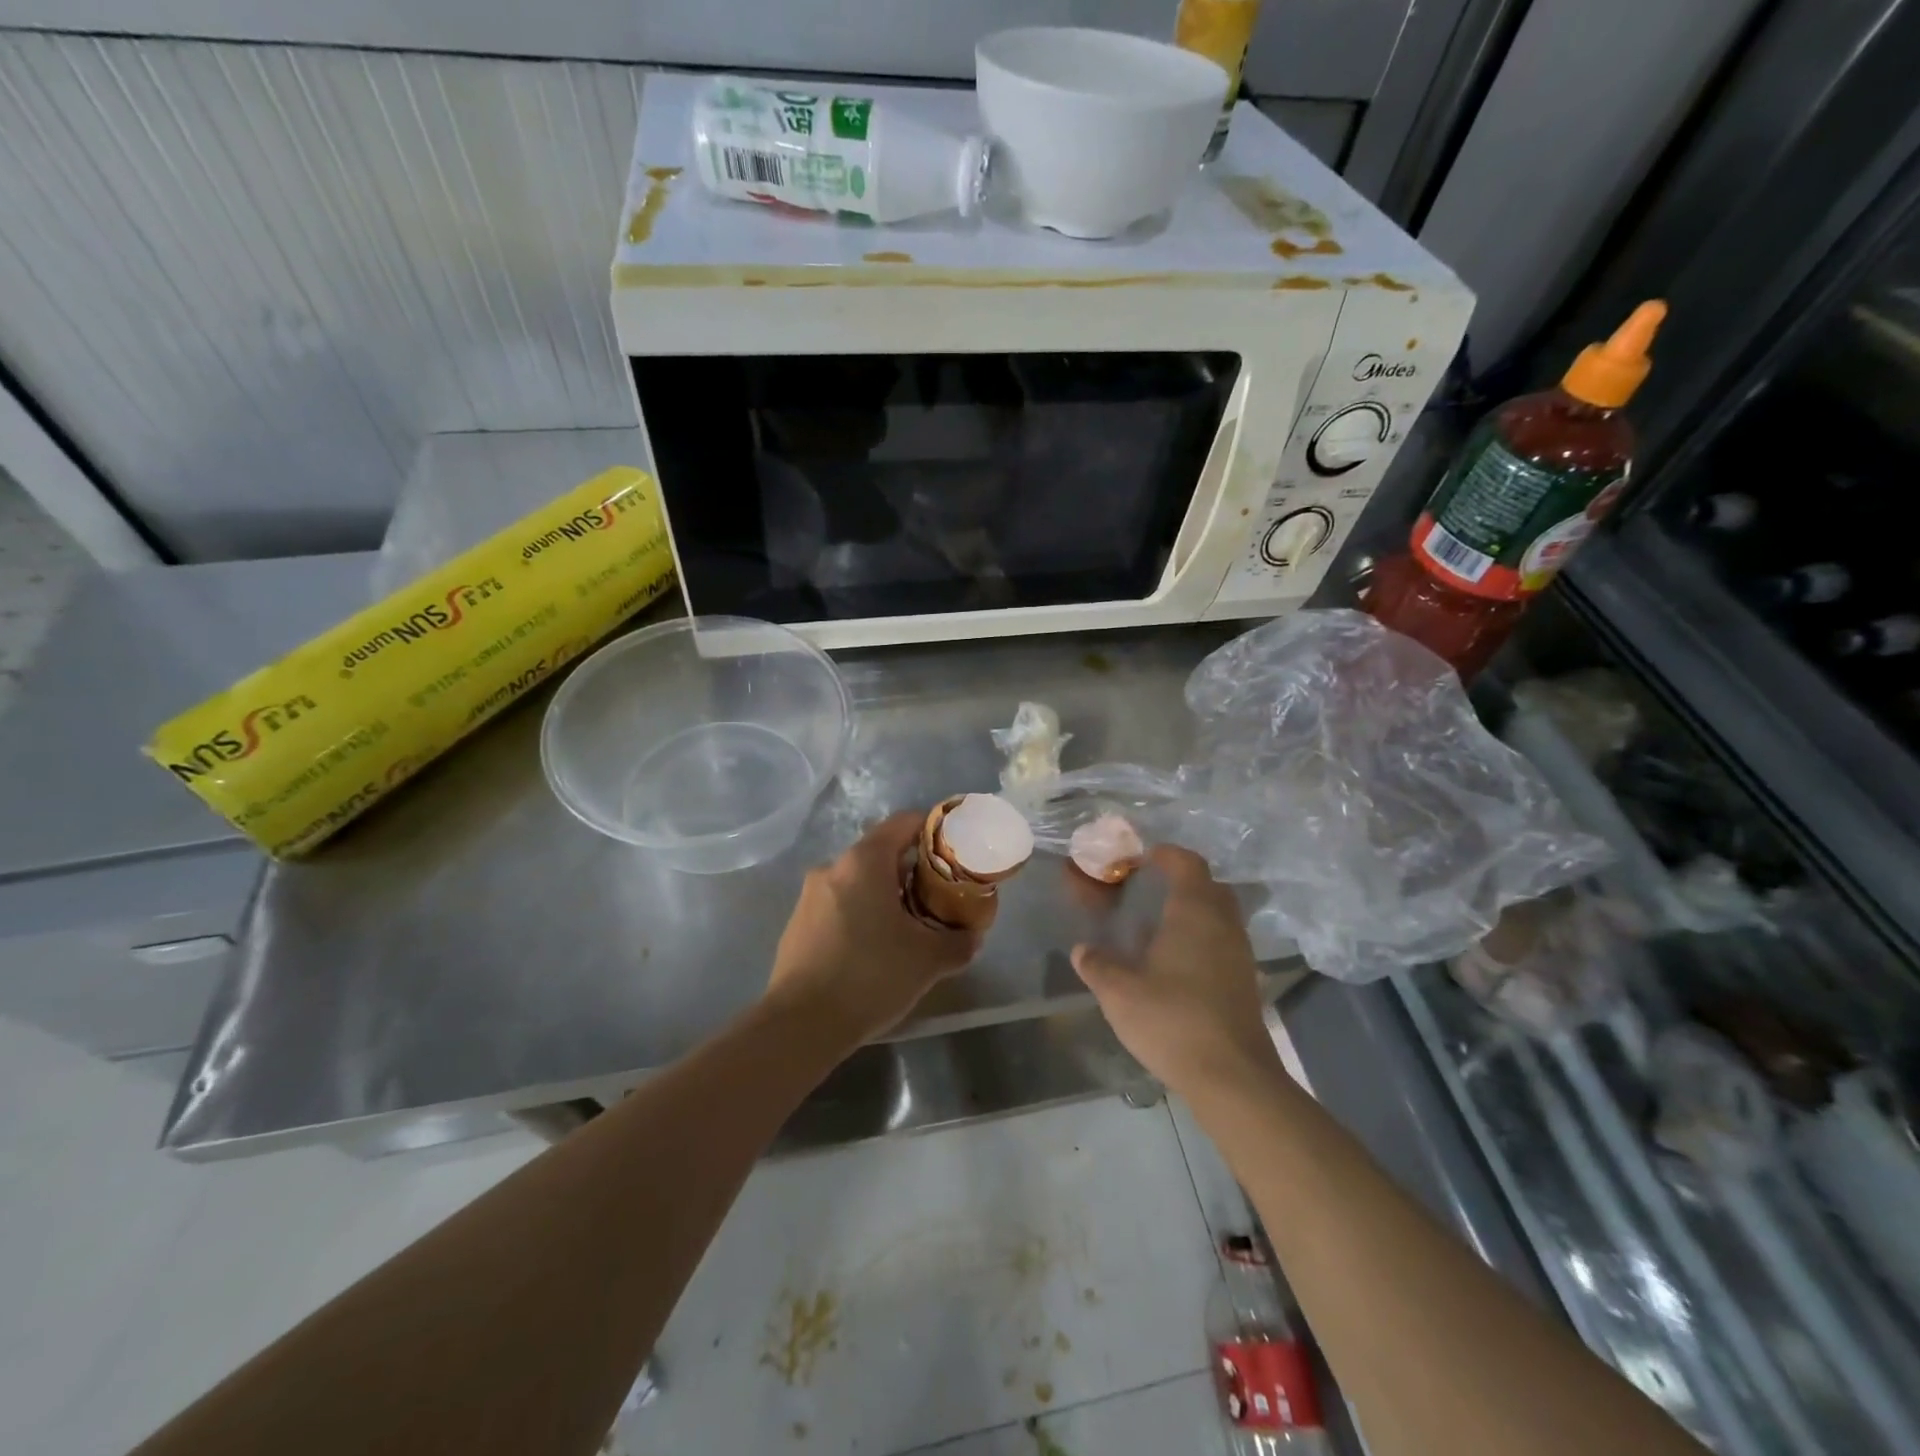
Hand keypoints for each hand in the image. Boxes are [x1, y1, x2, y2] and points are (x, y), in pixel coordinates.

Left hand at [767, 810, 983, 1044]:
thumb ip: (958, 942)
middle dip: (911, 872)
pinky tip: (874, 950)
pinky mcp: (797, 925)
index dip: (932, 830)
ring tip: (909, 928)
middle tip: (938, 898)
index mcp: (864, 862)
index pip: (903, 823)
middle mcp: (832, 868)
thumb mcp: (928, 960)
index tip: (953, 852)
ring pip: (858, 883)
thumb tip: (973, 936)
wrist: (801, 1024)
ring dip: (885, 896)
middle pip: (880, 854)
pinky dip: (861, 916)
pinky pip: (838, 907)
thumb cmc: (871, 975)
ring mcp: (809, 897)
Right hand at [1071, 846, 1281, 1096]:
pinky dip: (1202, 939)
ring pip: (1220, 916)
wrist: (1233, 1077)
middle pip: (1209, 886)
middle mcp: (1223, 924)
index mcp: (1195, 912)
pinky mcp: (1245, 981)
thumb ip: (1097, 965)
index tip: (1142, 858)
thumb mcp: (1119, 993)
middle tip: (1150, 890)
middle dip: (1182, 881)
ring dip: (1193, 912)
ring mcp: (1240, 953)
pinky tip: (1176, 964)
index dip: (1166, 854)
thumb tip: (1081, 950)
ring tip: (1158, 928)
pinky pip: (1223, 942)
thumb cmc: (1172, 1020)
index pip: (1187, 864)